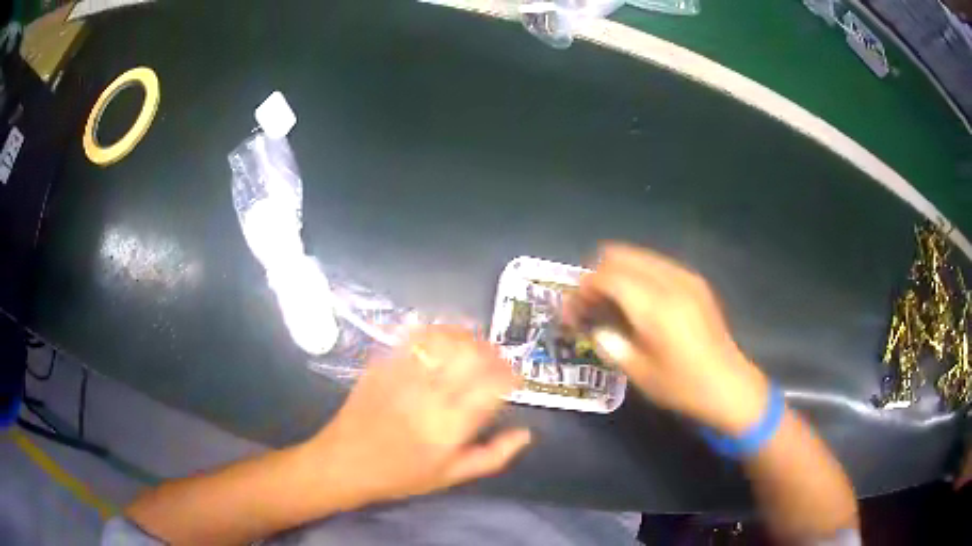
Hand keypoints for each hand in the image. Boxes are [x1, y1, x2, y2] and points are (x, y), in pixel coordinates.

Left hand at [301, 327, 530, 507]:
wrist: (344, 462)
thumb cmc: (401, 475)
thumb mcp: (451, 476)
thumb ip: (493, 456)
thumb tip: (526, 434)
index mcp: (451, 426)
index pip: (493, 385)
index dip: (510, 376)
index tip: (514, 379)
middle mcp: (430, 395)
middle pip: (473, 356)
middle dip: (493, 353)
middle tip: (497, 362)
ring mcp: (404, 375)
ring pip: (446, 340)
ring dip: (468, 338)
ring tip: (474, 346)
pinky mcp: (384, 364)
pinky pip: (416, 337)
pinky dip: (437, 332)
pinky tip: (444, 339)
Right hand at [565, 243, 769, 433]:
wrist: (728, 385)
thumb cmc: (681, 385)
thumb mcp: (637, 372)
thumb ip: (608, 341)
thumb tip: (589, 324)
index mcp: (654, 306)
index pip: (606, 276)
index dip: (582, 289)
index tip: (572, 311)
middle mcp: (669, 281)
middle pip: (620, 255)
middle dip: (597, 275)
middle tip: (590, 304)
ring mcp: (686, 277)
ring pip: (638, 255)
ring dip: (618, 272)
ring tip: (611, 302)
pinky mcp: (695, 281)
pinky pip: (656, 264)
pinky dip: (638, 274)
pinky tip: (639, 302)